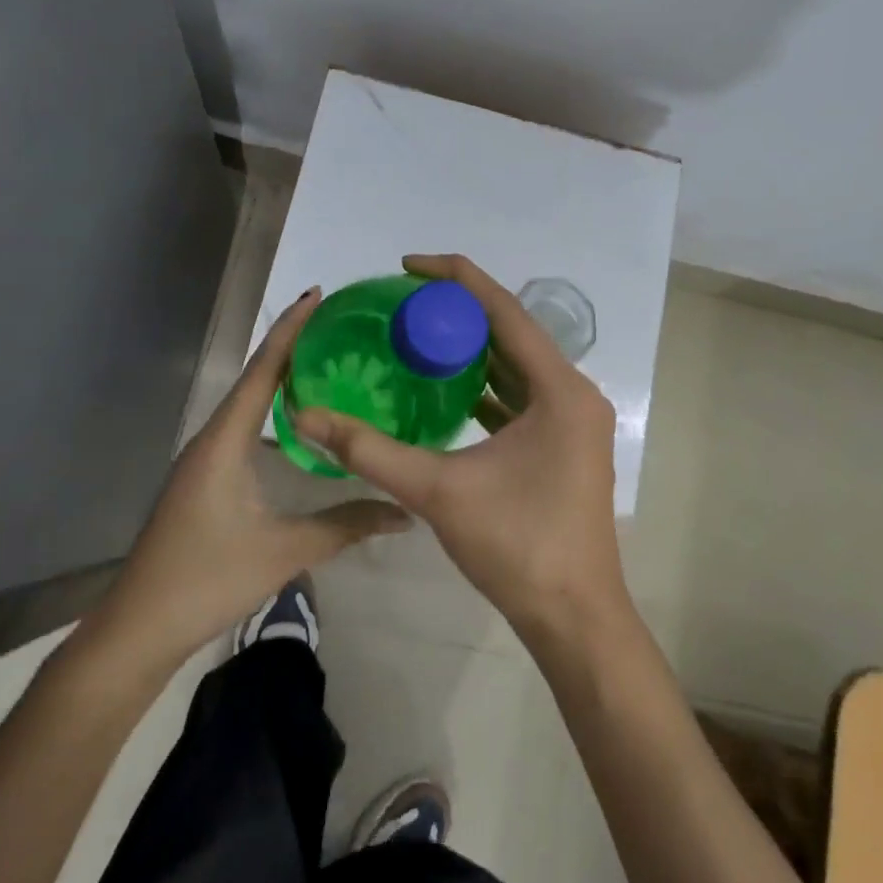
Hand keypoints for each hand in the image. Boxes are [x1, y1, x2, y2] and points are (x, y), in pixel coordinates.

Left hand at [88, 288, 411, 670]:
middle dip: (292, 348)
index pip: (262, 371)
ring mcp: (204, 461)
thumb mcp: (284, 551)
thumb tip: (403, 512)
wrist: (139, 628)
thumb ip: (346, 526)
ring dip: (281, 381)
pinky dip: (272, 413)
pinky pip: (244, 430)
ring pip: (248, 406)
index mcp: (224, 442)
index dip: (291, 331)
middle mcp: (211, 440)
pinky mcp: (205, 481)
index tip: (318, 295)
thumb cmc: (207, 580)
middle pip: (254, 379)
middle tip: (338, 328)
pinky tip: (298, 425)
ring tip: (326, 364)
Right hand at [294, 255, 628, 645]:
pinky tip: (449, 390)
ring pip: (519, 367)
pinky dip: (488, 387)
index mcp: (559, 389)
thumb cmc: (516, 546)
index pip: (504, 311)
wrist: (573, 616)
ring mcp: (574, 422)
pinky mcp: (566, 446)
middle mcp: (574, 394)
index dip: (456, 278)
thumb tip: (308, 417)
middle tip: (405, 303)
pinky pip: (524, 398)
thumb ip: (370, 451)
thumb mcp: (438, 492)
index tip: (409, 265)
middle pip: (513, 333)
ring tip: (420, 336)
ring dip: (474, 350)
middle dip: (460, 313)